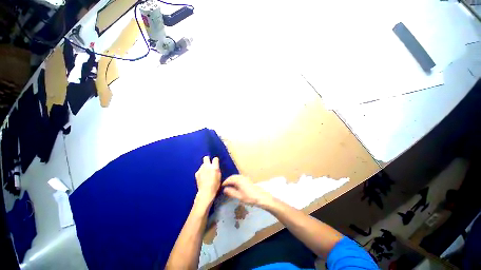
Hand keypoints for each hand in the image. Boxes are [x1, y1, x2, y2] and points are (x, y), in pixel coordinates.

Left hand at [195, 156, 220, 203]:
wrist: (205, 191)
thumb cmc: (215, 185)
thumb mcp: (219, 177)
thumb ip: (217, 170)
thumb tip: (215, 167)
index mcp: (214, 167)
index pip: (215, 158)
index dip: (216, 160)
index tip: (216, 162)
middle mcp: (207, 166)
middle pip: (206, 158)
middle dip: (207, 159)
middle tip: (209, 164)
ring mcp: (201, 169)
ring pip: (202, 165)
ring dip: (204, 167)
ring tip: (206, 173)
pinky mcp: (196, 173)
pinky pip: (199, 170)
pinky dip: (201, 172)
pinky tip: (202, 177)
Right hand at [222, 175, 271, 206]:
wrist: (260, 196)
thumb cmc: (249, 197)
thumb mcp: (239, 196)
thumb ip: (231, 192)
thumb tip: (224, 189)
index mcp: (238, 180)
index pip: (229, 179)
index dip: (224, 182)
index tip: (221, 186)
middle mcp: (241, 177)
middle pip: (232, 176)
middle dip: (228, 180)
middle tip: (224, 185)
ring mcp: (245, 177)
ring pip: (236, 176)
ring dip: (232, 179)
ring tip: (229, 185)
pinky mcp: (247, 179)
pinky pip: (239, 177)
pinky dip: (235, 180)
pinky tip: (235, 185)